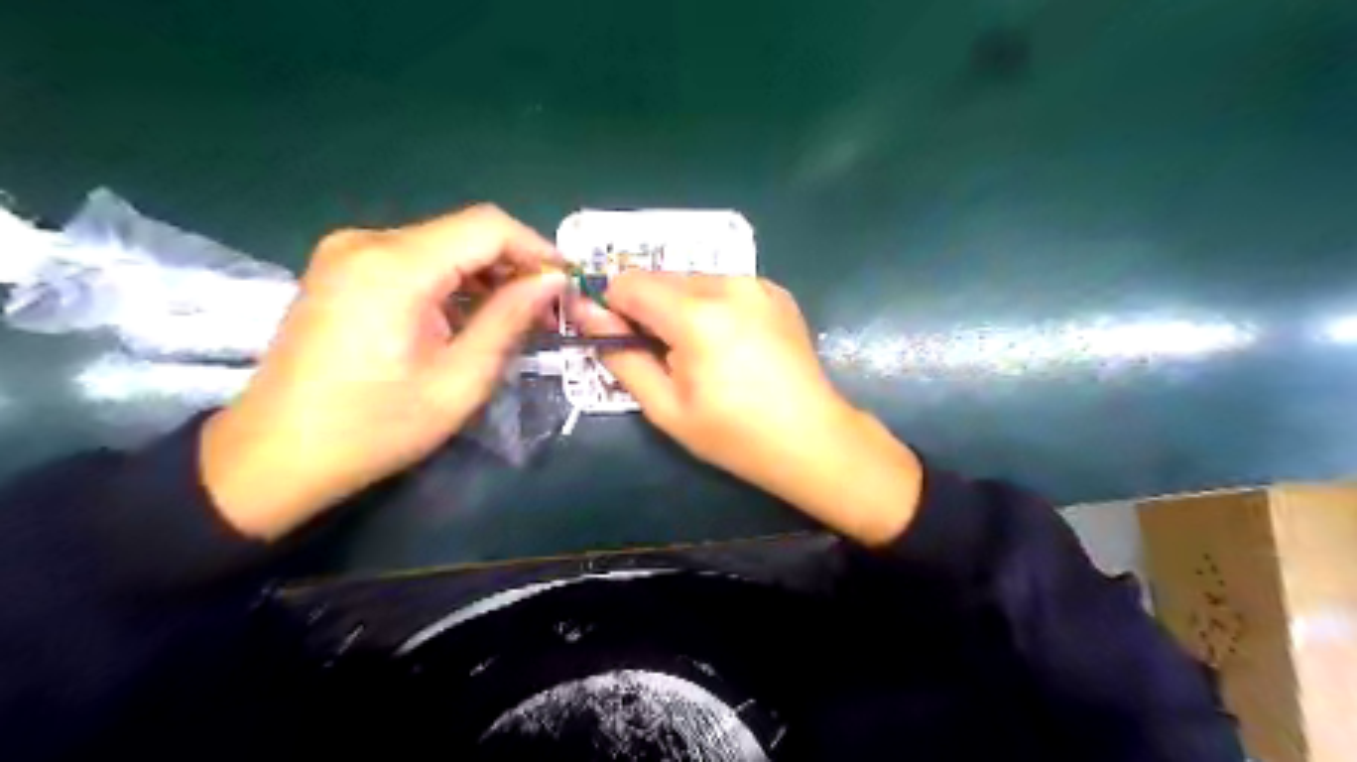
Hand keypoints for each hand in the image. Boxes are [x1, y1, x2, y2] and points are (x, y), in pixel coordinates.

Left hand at [200, 206, 563, 538]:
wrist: (275, 455)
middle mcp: (367, 242)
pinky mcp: (341, 269)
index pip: (487, 227)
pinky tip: (468, 317)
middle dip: (513, 266)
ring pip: (441, 245)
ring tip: (514, 319)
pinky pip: (414, 259)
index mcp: (395, 266)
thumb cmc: (375, 426)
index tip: (566, 285)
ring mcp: (348, 252)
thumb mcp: (459, 379)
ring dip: (485, 276)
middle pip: (464, 232)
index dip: (536, 248)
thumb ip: (510, 319)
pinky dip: (452, 281)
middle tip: (546, 311)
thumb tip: (553, 280)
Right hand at [568, 271, 926, 543]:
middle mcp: (727, 284)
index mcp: (697, 314)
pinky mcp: (775, 291)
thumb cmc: (734, 434)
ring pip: (691, 279)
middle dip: (646, 309)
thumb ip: (622, 356)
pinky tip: (728, 343)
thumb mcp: (666, 407)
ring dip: (678, 307)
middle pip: (659, 277)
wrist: (812, 438)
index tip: (620, 341)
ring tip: (699, 353)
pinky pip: (722, 286)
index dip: (612, 308)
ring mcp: (756, 283)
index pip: (628, 283)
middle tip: (662, 356)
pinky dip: (710, 306)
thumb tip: (586, 315)